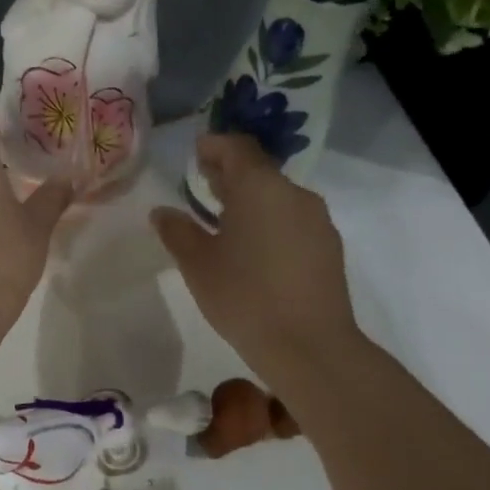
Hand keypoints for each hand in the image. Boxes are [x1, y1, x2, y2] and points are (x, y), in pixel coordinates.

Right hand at [152, 133, 361, 375]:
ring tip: (225, 221)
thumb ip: (177, 232)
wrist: (308, 344)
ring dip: (251, 200)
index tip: (196, 153)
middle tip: (203, 184)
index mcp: (259, 188)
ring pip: (278, 197)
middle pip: (259, 170)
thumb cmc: (243, 296)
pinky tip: (254, 249)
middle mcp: (294, 194)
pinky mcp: (328, 246)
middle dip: (230, 174)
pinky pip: (293, 220)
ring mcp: (316, 220)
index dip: (214, 146)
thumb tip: (162, 212)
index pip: (237, 147)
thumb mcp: (198, 264)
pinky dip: (270, 222)